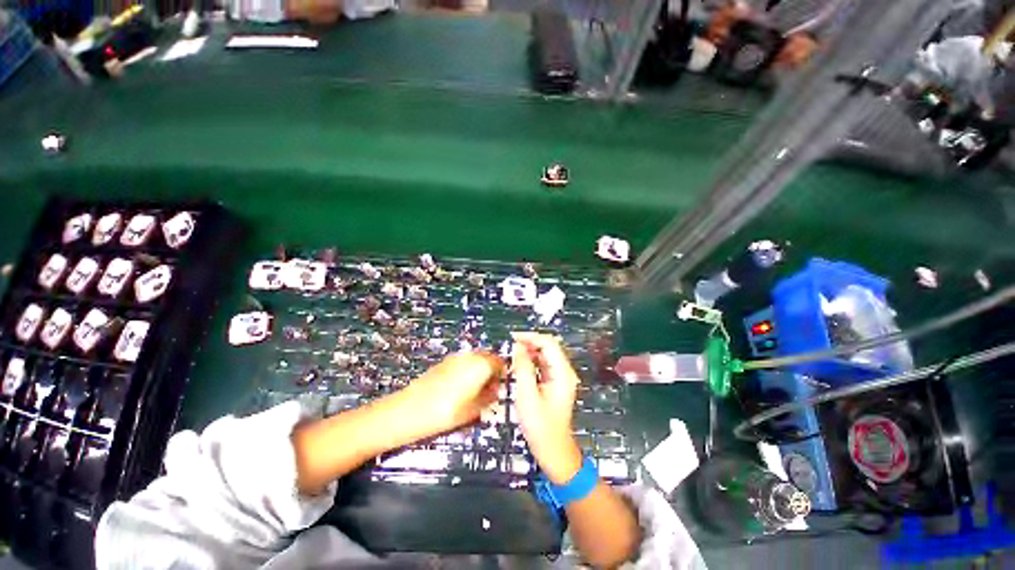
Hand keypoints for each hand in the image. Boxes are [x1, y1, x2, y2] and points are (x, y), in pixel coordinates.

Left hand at [398, 352, 504, 436]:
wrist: (409, 410)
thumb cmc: (446, 413)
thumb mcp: (474, 410)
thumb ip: (490, 397)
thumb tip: (495, 390)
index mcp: (481, 365)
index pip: (500, 362)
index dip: (503, 373)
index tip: (500, 386)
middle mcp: (470, 356)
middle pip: (488, 357)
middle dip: (491, 370)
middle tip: (489, 389)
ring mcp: (455, 357)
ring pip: (475, 359)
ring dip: (479, 369)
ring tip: (473, 390)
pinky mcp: (444, 362)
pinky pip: (462, 362)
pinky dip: (466, 370)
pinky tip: (459, 388)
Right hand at [511, 332, 582, 483]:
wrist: (554, 450)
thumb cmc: (540, 427)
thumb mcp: (527, 397)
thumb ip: (523, 369)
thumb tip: (518, 347)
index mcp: (562, 373)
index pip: (548, 343)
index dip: (530, 337)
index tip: (513, 337)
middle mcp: (564, 371)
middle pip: (548, 346)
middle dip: (530, 342)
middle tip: (511, 344)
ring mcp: (561, 377)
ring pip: (545, 354)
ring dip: (530, 350)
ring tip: (513, 353)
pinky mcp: (555, 383)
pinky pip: (543, 364)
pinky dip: (532, 360)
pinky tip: (520, 364)